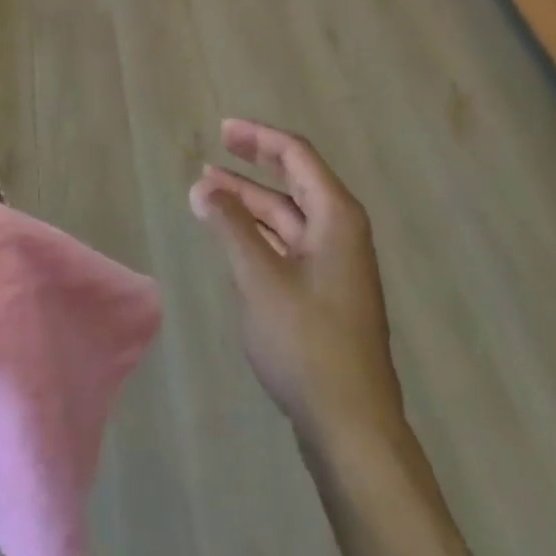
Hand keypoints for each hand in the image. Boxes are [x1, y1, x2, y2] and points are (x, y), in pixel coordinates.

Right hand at [190, 120, 405, 454]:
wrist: (351, 425)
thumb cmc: (307, 341)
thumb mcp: (260, 278)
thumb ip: (231, 226)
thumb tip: (203, 185)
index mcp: (336, 216)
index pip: (296, 155)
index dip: (259, 137)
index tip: (222, 130)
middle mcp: (341, 230)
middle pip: (295, 180)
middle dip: (253, 165)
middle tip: (213, 152)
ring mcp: (335, 263)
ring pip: (289, 215)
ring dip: (250, 201)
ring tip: (208, 192)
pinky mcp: (326, 292)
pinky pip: (289, 243)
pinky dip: (259, 232)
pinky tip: (232, 235)